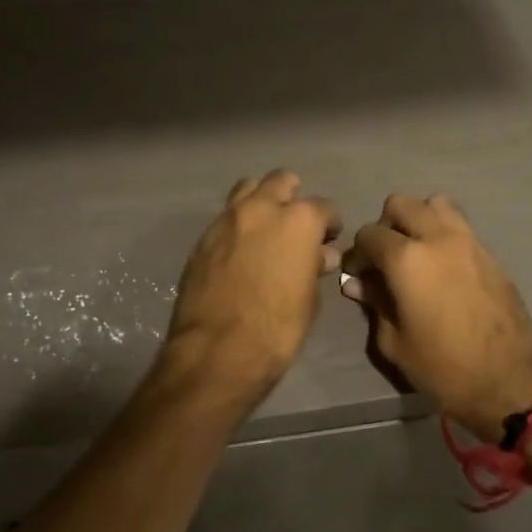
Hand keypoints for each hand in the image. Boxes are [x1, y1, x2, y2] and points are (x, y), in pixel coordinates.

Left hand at [165, 171, 342, 398]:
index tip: (328, 239)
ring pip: (247, 188)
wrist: (217, 350)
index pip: (324, 207)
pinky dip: (237, 226)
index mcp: (298, 220)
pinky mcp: (202, 238)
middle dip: (292, 197)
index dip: (329, 224)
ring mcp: (227, 219)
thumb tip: (318, 256)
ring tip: (265, 229)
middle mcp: (262, 208)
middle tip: (295, 225)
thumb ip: (313, 267)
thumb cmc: (277, 328)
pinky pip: (225, 218)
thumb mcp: (309, 299)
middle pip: (281, 181)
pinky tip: (240, 251)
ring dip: (260, 200)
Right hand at [342, 193, 531, 440]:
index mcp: (407, 259)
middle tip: (387, 258)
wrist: (509, 382)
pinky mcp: (491, 255)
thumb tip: (359, 284)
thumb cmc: (443, 368)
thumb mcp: (394, 342)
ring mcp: (469, 242)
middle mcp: (438, 238)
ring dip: (421, 219)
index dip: (358, 254)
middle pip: (402, 203)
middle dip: (386, 225)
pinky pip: (461, 227)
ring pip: (437, 204)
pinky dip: (446, 235)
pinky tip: (444, 269)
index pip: (369, 234)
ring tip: (418, 252)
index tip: (359, 276)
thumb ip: (375, 303)